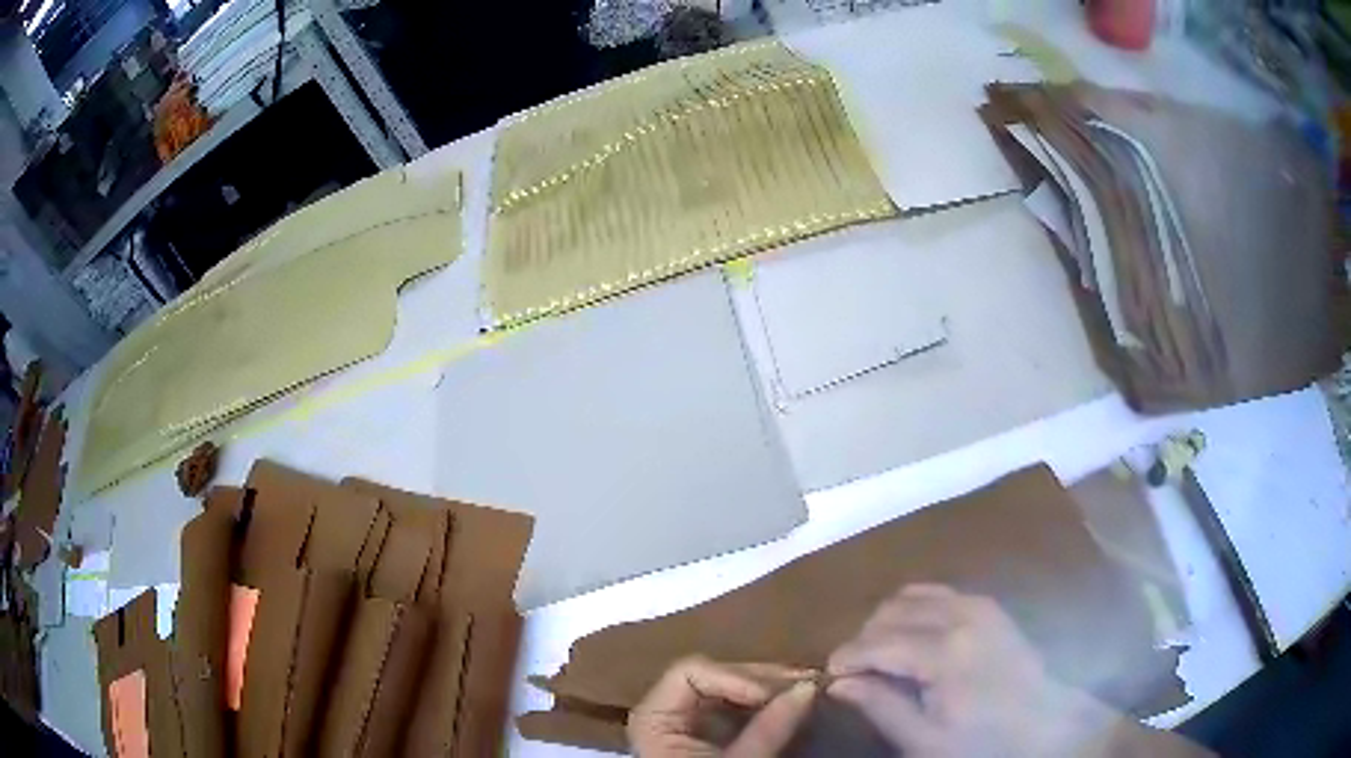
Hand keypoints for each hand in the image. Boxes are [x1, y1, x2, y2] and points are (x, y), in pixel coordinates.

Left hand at [628, 656, 818, 756]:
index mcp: (655, 719)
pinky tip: (793, 708)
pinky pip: (738, 708)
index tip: (775, 694)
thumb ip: (770, 728)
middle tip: (809, 684)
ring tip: (808, 692)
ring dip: (770, 689)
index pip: (690, 673)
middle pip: (714, 676)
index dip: (736, 677)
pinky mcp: (709, 736)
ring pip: (730, 689)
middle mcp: (667, 712)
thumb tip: (810, 686)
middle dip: (762, 680)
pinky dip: (766, 706)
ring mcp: (689, 723)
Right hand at [827, 584, 1117, 757]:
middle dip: (863, 639)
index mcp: (945, 652)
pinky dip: (914, 610)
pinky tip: (912, 639)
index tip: (828, 676)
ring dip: (887, 621)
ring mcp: (978, 604)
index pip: (877, 642)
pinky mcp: (988, 605)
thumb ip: (881, 706)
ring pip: (911, 595)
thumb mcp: (925, 740)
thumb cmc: (982, 741)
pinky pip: (937, 593)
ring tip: (881, 656)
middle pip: (890, 612)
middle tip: (856, 673)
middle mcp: (960, 615)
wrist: (1044, 724)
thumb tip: (838, 683)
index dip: (846, 657)